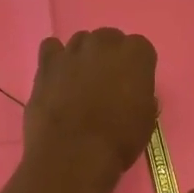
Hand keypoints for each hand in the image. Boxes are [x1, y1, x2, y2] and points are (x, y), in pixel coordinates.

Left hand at [22, 29, 157, 185]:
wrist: (73, 153)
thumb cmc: (118, 140)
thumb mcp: (146, 120)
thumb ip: (142, 96)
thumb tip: (134, 93)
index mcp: (136, 54)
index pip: (140, 48)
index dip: (136, 67)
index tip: (133, 85)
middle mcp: (105, 43)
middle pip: (109, 39)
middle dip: (109, 56)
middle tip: (106, 83)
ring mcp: (73, 50)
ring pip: (81, 41)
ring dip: (83, 56)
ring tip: (79, 82)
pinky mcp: (47, 62)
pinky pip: (51, 47)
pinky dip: (55, 57)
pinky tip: (57, 75)